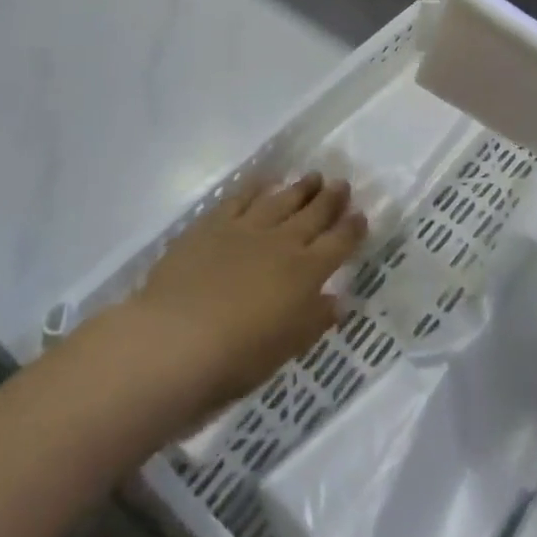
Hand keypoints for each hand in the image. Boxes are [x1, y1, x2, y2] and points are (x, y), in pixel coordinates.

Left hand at [124, 175, 365, 420]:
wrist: (174, 341)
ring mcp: (247, 228)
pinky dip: (256, 186)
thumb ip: (314, 320)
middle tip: (341, 184)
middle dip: (331, 199)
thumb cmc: (236, 360)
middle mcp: (283, 243)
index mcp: (306, 274)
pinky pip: (241, 197)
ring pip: (282, 199)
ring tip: (313, 176)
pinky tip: (264, 180)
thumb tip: (337, 300)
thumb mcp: (286, 349)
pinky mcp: (213, 223)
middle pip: (314, 214)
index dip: (352, 229)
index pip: (339, 244)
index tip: (361, 216)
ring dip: (300, 188)